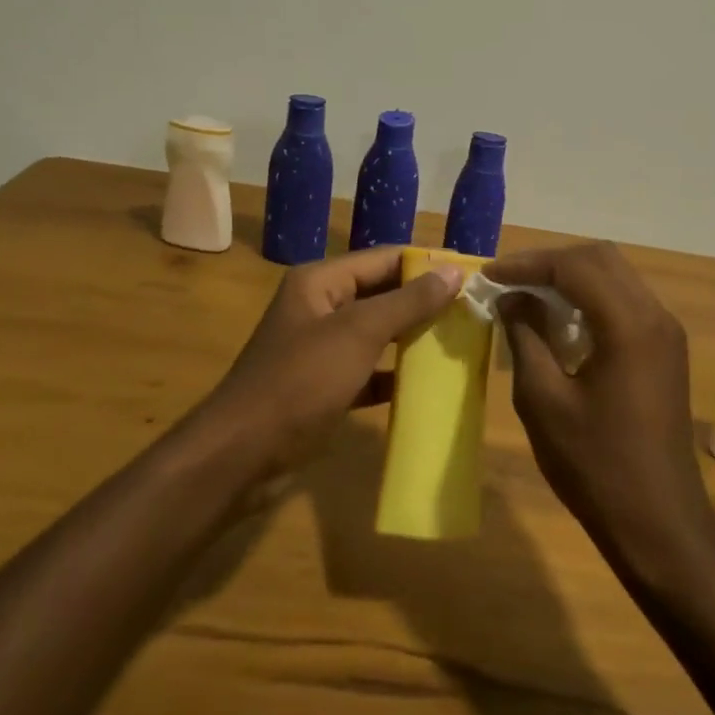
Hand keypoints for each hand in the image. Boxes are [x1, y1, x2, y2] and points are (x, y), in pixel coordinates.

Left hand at [200, 247, 463, 477]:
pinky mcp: (324, 387)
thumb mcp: (359, 333)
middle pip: (382, 294)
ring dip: (413, 338)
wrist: (241, 456)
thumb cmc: (301, 381)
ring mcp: (321, 350)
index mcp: (321, 282)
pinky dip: (395, 375)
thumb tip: (454, 270)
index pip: (384, 259)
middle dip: (424, 302)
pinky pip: (369, 371)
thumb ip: (408, 301)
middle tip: (472, 311)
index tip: (470, 275)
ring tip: (460, 342)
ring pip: (377, 334)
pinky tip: (428, 385)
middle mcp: (320, 307)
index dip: (426, 264)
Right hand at [488, 243, 714, 570]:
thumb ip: (526, 336)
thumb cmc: (595, 466)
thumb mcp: (544, 400)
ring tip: (527, 295)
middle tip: (508, 281)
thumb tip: (511, 298)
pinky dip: (590, 298)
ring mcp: (666, 332)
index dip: (527, 264)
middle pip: (600, 259)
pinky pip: (625, 302)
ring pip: (615, 276)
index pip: (575, 266)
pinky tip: (560, 321)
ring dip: (570, 277)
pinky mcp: (666, 349)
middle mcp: (655, 316)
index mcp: (629, 325)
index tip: (489, 276)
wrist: (659, 524)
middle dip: (550, 263)